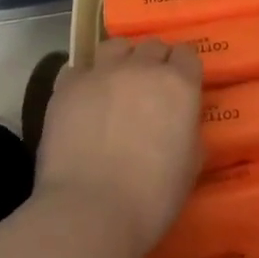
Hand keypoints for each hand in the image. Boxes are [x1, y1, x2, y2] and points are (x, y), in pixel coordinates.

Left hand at [33, 38, 203, 257]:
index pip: (187, 54)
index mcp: (179, 85)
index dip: (183, 69)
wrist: (90, 212)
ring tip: (114, 86)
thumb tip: (180, 123)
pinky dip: (83, 80)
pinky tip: (82, 101)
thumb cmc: (151, 198)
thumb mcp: (190, 167)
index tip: (179, 87)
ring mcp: (102, 72)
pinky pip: (77, 68)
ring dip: (119, 61)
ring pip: (115, 46)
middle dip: (153, 62)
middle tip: (148, 90)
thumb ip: (189, 132)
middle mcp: (142, 67)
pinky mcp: (68, 86)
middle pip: (152, 45)